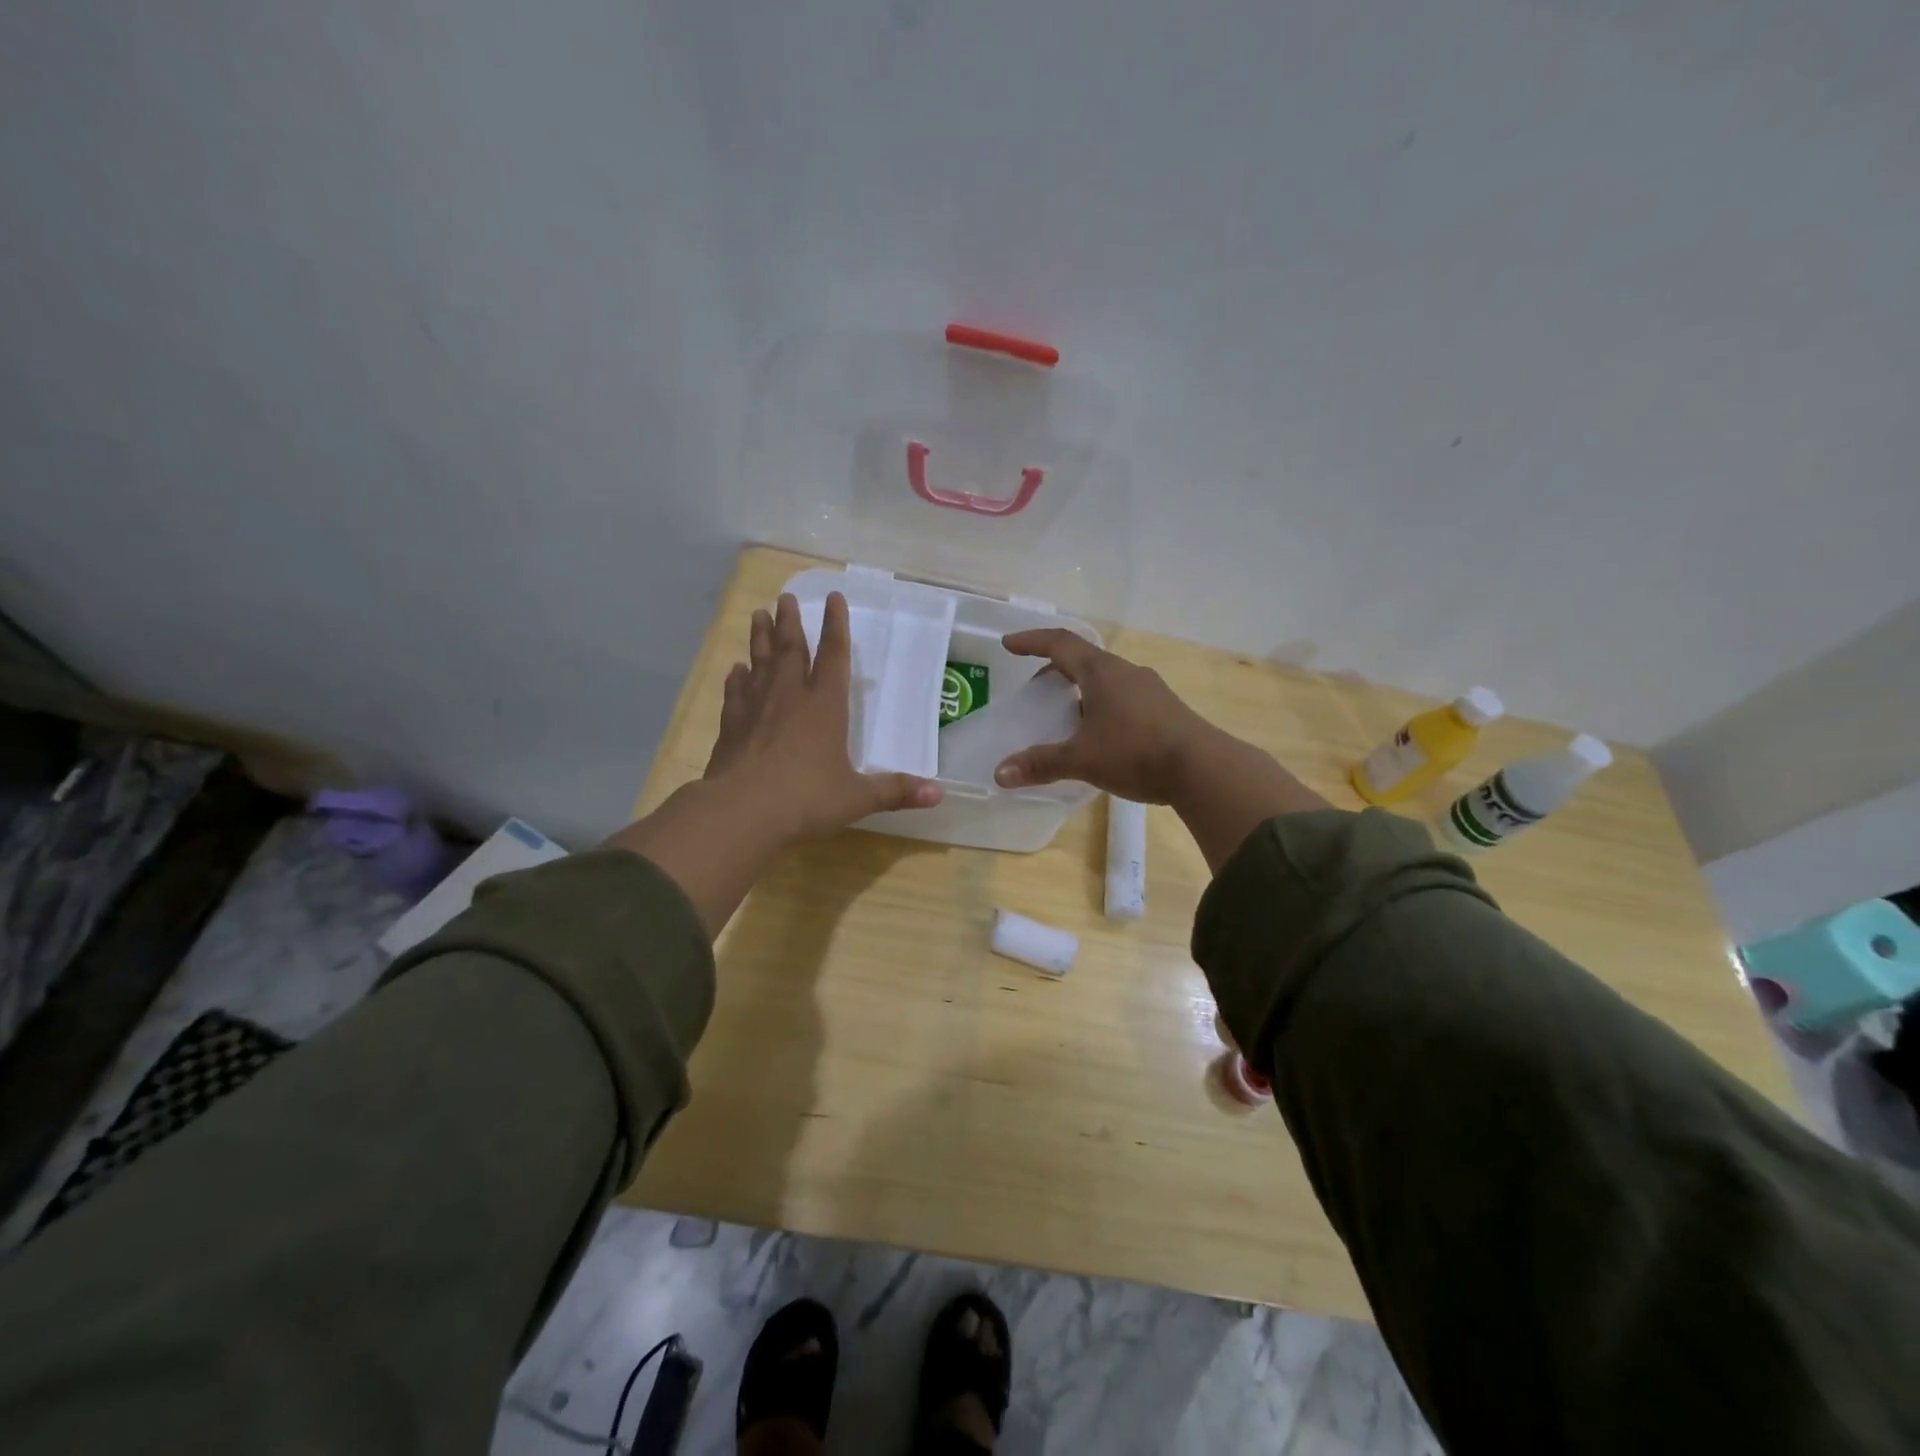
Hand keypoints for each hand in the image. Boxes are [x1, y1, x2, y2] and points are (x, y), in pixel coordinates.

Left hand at [705, 591, 941, 838]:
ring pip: (759, 662)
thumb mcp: (857, 797)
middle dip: (790, 622)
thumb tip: (938, 793)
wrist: (741, 811)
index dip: (836, 626)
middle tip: (786, 597)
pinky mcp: (731, 726)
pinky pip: (735, 692)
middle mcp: (790, 697)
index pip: (834, 656)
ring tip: (758, 614)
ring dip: (760, 638)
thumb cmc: (806, 798)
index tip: (833, 597)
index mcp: (825, 706)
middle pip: (790, 650)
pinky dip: (736, 678)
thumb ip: (895, 791)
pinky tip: (735, 670)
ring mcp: (756, 708)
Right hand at [990, 630, 1212, 803]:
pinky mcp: (1164, 708)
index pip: (1060, 643)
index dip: (1031, 641)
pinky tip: (1101, 733)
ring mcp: (1149, 688)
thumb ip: (1041, 764)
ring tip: (1066, 715)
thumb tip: (1000, 774)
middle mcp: (1125, 671)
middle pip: (1083, 659)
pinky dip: (1101, 704)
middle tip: (1036, 690)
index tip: (1008, 644)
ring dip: (1080, 689)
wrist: (1204, 769)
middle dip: (1055, 669)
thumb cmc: (1136, 753)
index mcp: (1101, 672)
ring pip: (1105, 678)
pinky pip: (1123, 695)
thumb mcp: (1082, 760)